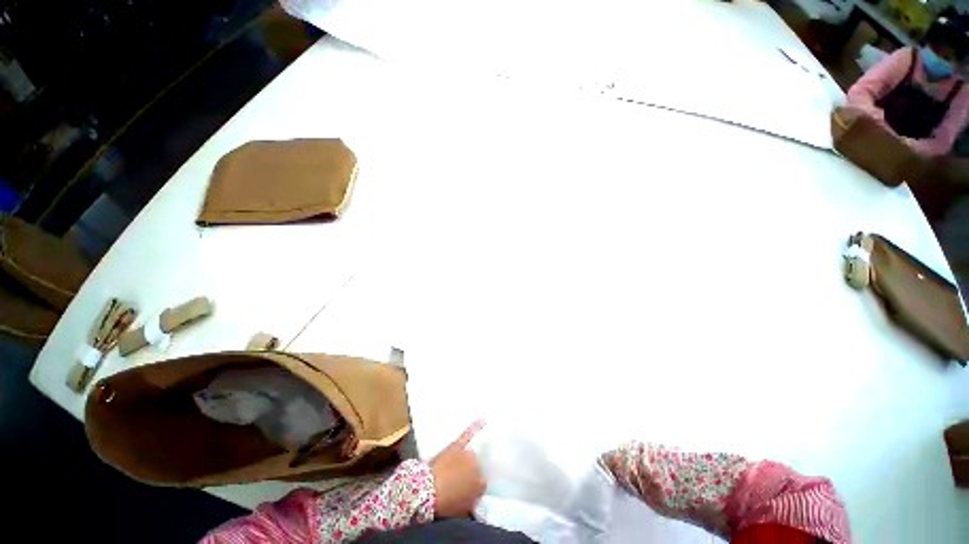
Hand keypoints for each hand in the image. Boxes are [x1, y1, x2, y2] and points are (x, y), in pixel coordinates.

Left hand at [430, 421, 486, 517]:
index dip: (473, 487)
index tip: (466, 490)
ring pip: (472, 455)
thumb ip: (472, 501)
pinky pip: (469, 433)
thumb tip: (475, 497)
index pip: (481, 484)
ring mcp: (468, 454)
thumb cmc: (445, 504)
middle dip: (471, 473)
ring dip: (468, 459)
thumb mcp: (462, 510)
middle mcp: (478, 466)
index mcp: (480, 484)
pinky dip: (476, 426)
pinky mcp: (458, 445)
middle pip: (477, 468)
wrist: (427, 491)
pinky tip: (485, 419)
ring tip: (461, 464)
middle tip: (461, 479)